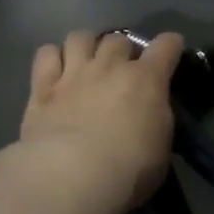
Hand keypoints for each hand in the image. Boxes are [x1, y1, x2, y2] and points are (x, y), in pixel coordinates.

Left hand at [21, 29, 184, 213]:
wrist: (72, 176)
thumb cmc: (128, 169)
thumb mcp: (161, 146)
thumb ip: (156, 118)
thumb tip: (150, 109)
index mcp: (146, 79)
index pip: (166, 45)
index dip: (171, 46)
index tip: (171, 51)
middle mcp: (110, 66)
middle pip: (118, 39)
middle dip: (122, 50)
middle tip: (121, 70)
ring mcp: (74, 73)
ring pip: (80, 37)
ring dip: (86, 47)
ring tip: (86, 64)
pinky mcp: (42, 87)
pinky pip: (46, 54)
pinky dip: (52, 58)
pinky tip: (55, 73)